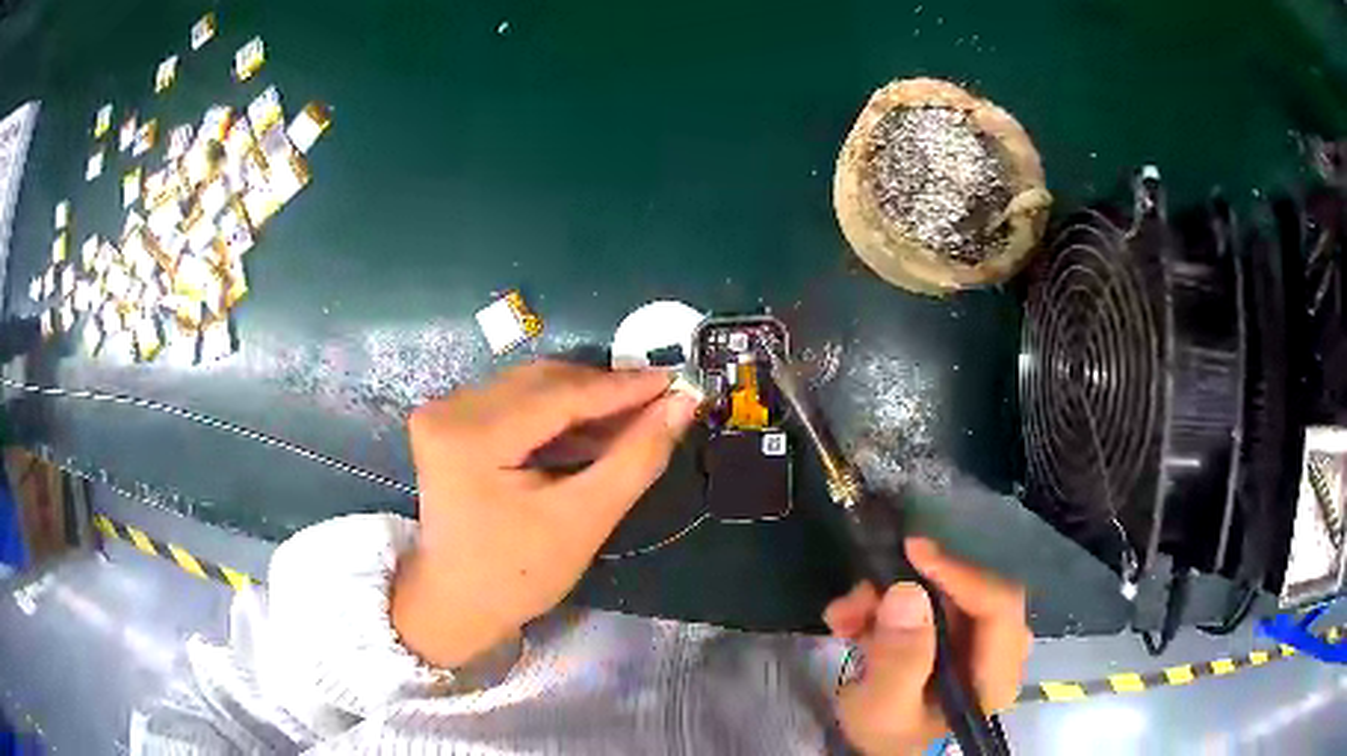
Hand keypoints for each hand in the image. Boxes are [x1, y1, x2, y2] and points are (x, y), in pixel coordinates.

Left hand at [392, 360, 699, 667]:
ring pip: (531, 387)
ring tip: (634, 417)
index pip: (559, 395)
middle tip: (660, 401)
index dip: (622, 387)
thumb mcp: (584, 521)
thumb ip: (635, 458)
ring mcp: (444, 411)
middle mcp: (449, 409)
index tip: (675, 381)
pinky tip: (593, 429)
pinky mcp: (449, 421)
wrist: (457, 602)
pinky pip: (515, 401)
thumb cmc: (517, 575)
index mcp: (471, 436)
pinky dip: (557, 413)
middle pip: (543, 382)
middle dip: (604, 392)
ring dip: (583, 400)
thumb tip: (682, 404)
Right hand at [823, 538, 1030, 755]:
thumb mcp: (884, 710)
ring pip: (944, 599)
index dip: (960, 573)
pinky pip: (928, 608)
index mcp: (995, 675)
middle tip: (859, 597)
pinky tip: (853, 624)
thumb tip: (906, 591)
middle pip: (967, 596)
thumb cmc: (890, 741)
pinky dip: (889, 610)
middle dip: (909, 589)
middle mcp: (998, 651)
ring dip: (890, 599)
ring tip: (844, 616)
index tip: (912, 553)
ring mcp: (977, 644)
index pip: (998, 607)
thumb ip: (898, 659)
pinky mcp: (955, 640)